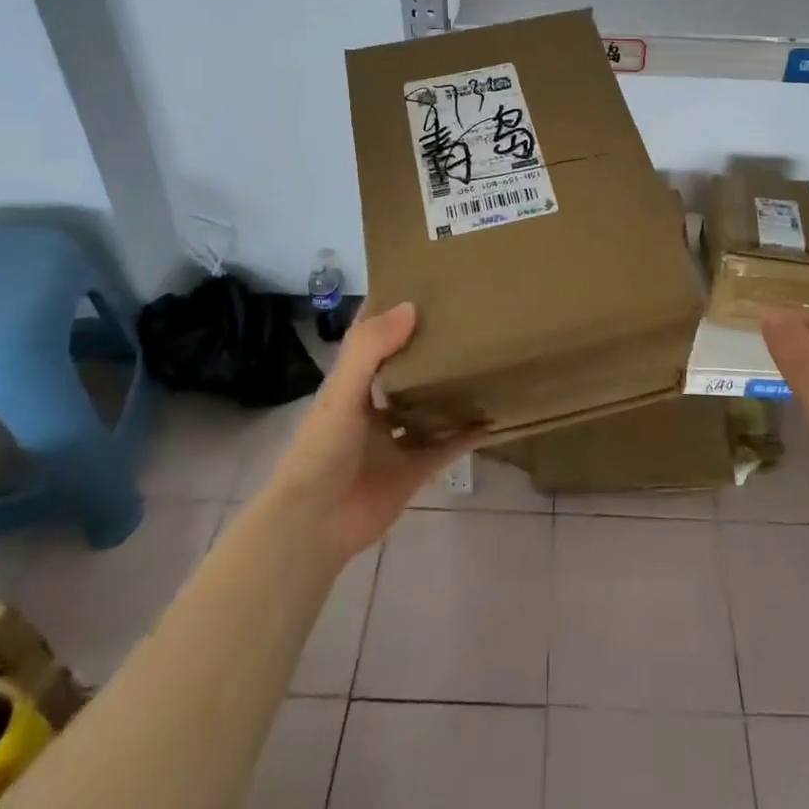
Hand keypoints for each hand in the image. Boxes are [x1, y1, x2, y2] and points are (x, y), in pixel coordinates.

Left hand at [264, 302, 479, 564]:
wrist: (315, 525)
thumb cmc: (322, 450)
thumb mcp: (341, 392)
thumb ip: (370, 349)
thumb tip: (412, 307)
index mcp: (353, 384)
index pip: (373, 338)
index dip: (392, 312)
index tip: (424, 283)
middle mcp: (376, 406)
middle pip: (407, 369)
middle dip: (430, 347)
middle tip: (468, 318)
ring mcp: (396, 439)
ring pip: (430, 406)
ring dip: (451, 389)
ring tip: (486, 359)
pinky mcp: (414, 469)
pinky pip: (447, 446)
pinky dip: (468, 434)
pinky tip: (493, 416)